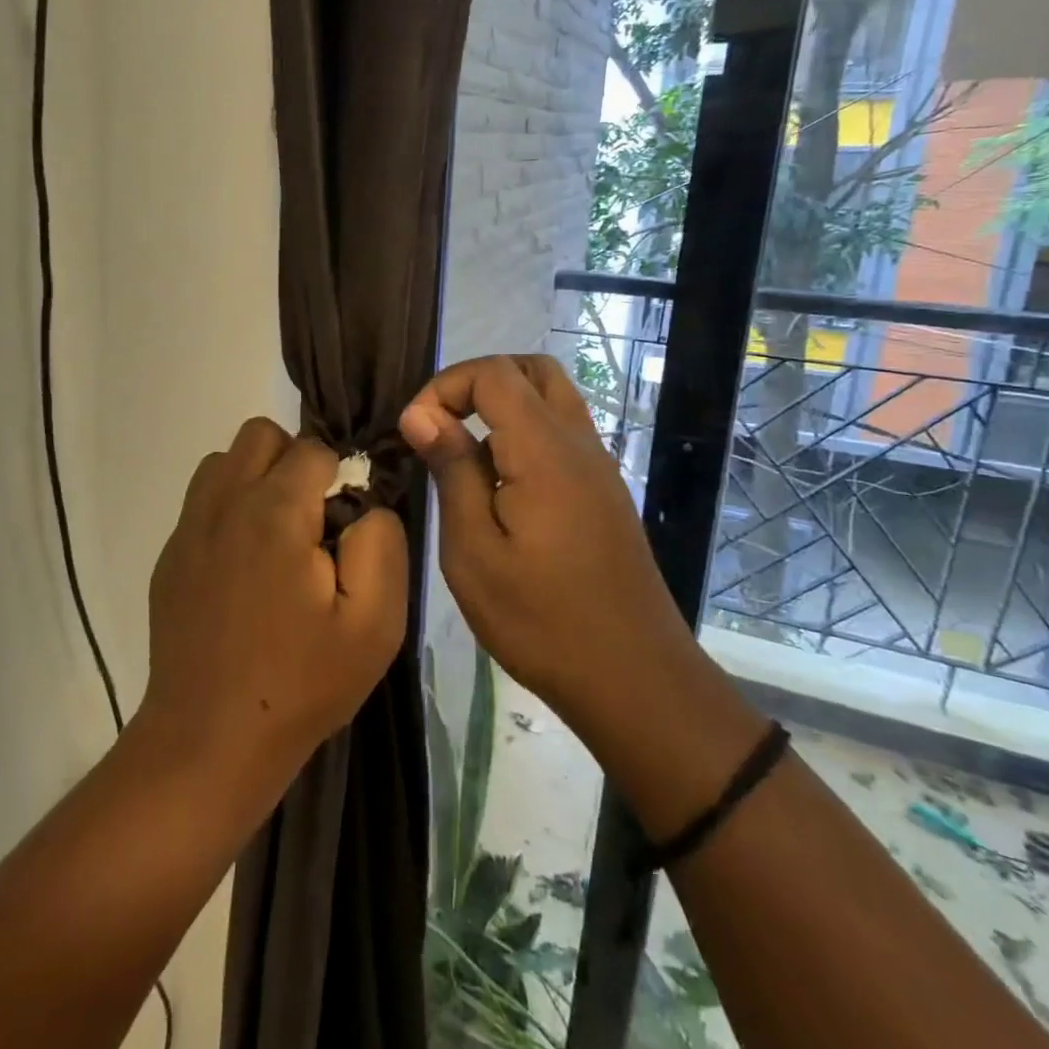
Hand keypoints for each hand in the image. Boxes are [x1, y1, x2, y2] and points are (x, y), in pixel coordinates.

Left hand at [138, 418, 407, 801]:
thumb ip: (381, 544)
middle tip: (312, 520)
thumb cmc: (301, 683)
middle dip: (294, 460)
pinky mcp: (170, 557)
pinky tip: (243, 569)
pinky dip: (228, 511)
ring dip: (256, 479)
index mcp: (275, 511)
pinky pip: (202, 502)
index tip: (344, 526)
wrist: (210, 741)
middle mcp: (223, 503)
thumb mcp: (375, 623)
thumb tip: (364, 507)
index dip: (339, 476)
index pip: (313, 448)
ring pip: (224, 461)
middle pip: (260, 435)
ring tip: (277, 537)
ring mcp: (188, 529)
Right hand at [398, 355, 703, 748]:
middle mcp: (579, 443)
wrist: (633, 678)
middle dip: (477, 383)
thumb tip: (421, 414)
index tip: (415, 432)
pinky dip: (524, 435)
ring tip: (464, 458)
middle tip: (441, 427)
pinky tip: (499, 490)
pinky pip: (562, 434)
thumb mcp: (474, 551)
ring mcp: (599, 466)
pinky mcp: (604, 491)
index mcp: (545, 450)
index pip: (493, 373)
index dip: (445, 387)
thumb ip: (451, 471)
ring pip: (552, 398)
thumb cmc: (540, 621)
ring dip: (503, 407)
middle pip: (532, 370)